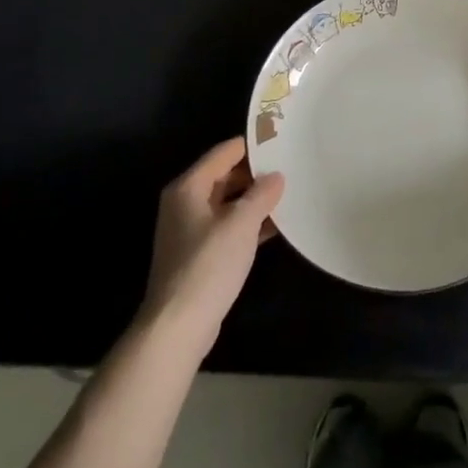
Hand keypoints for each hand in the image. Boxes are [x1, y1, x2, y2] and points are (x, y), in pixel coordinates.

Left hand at [140, 138, 283, 349]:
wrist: (177, 327)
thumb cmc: (208, 266)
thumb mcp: (241, 224)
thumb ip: (261, 194)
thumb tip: (276, 176)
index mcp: (189, 187)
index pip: (224, 152)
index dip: (252, 145)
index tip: (281, 141)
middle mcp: (185, 203)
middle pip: (224, 176)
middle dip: (255, 174)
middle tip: (290, 168)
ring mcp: (190, 230)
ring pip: (227, 203)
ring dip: (254, 200)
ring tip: (288, 194)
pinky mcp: (198, 254)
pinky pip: (227, 227)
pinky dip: (248, 224)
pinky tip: (276, 226)